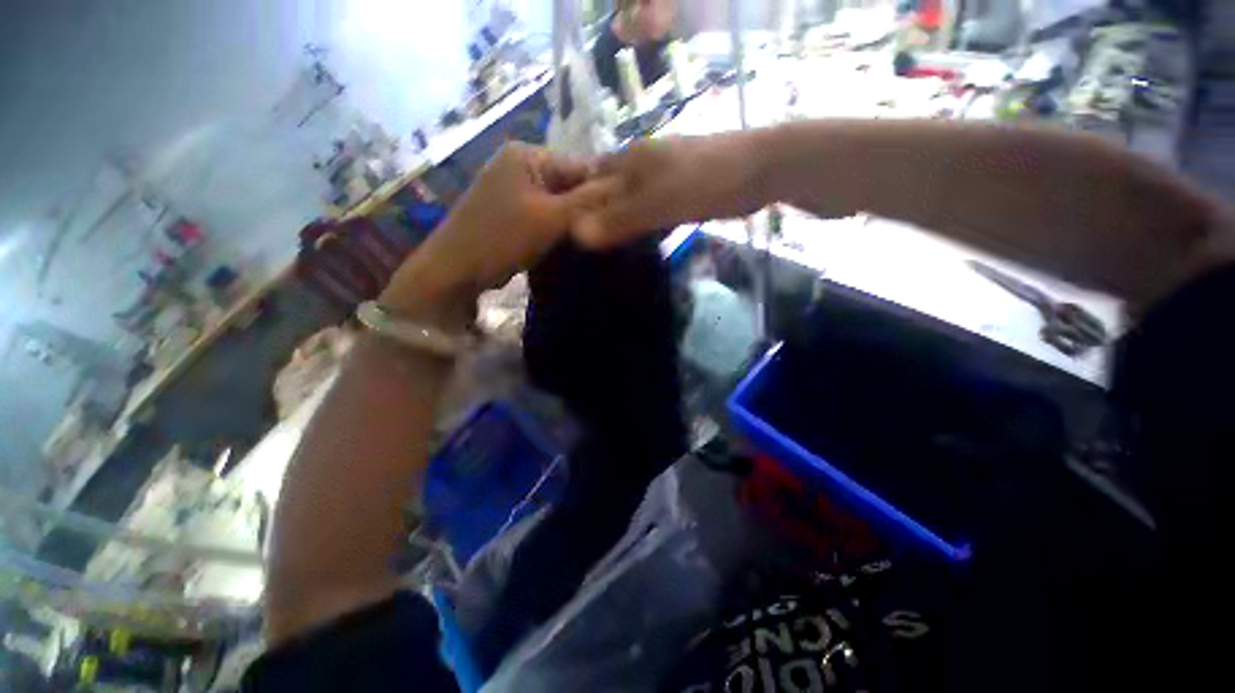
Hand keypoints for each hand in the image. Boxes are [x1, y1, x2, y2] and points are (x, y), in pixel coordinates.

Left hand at [380, 143, 603, 326]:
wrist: (455, 270)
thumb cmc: (502, 238)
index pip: (580, 165)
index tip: (620, 217)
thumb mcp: (551, 218)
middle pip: (569, 182)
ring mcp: (513, 188)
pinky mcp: (511, 210)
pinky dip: (558, 227)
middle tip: (605, 231)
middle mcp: (520, 164)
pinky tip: (568, 241)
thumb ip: (588, 201)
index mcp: (527, 155)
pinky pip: (545, 213)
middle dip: (587, 207)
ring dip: (574, 219)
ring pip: (559, 201)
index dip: (603, 190)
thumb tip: (625, 186)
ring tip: (590, 238)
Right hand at [572, 132, 769, 248]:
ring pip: (628, 205)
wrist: (759, 171)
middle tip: (582, 254)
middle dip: (594, 219)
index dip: (572, 207)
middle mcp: (637, 168)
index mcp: (628, 162)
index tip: (562, 237)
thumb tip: (575, 235)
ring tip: (603, 257)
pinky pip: (649, 214)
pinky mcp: (676, 194)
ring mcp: (659, 180)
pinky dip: (641, 229)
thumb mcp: (658, 203)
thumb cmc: (705, 181)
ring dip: (617, 226)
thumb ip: (619, 218)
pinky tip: (637, 249)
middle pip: (606, 194)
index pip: (586, 183)